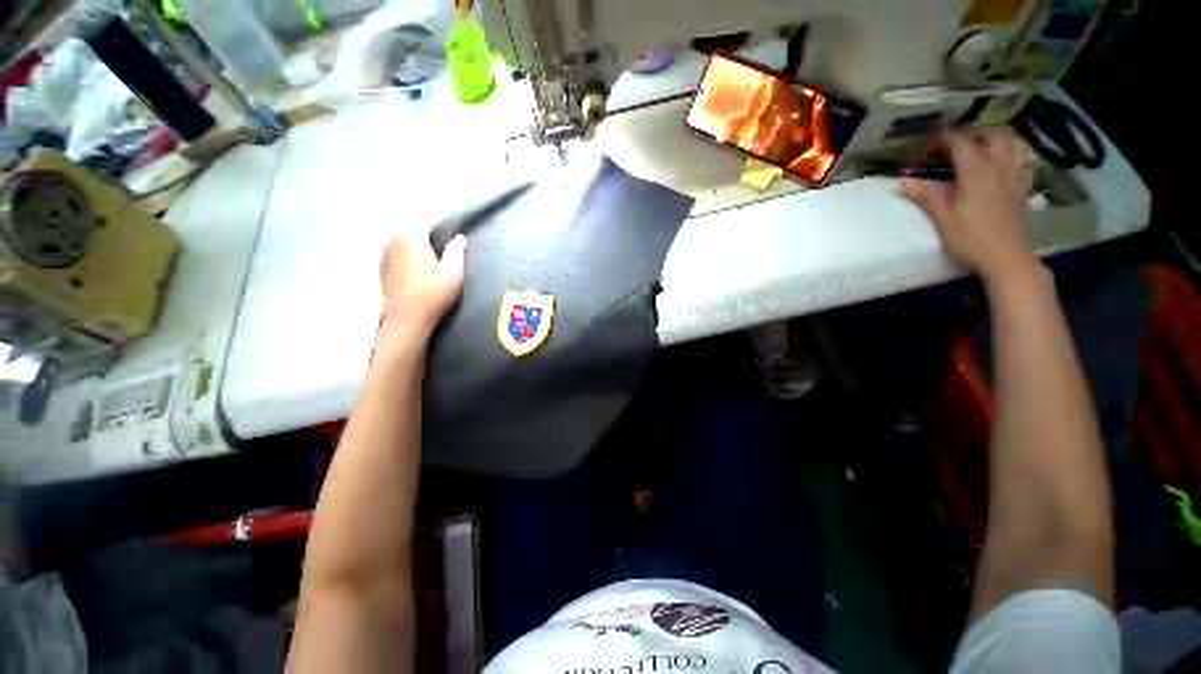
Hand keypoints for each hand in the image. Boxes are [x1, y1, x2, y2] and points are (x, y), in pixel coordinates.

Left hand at [378, 231, 466, 347]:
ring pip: (400, 239)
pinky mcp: (381, 267)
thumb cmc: (433, 294)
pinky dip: (405, 253)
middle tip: (441, 242)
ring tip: (430, 256)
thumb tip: (459, 237)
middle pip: (410, 227)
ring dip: (413, 242)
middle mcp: (393, 240)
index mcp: (411, 237)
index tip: (451, 230)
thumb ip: (456, 252)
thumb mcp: (453, 272)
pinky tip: (416, 267)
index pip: (425, 220)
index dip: (439, 223)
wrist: (407, 319)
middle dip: (424, 231)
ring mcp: (384, 254)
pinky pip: (394, 251)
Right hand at [901, 129, 1035, 281]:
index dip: (941, 138)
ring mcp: (1014, 177)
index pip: (959, 141)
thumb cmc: (971, 240)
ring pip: (1007, 145)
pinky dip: (1007, 158)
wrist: (1007, 259)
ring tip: (975, 154)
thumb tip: (903, 181)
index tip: (925, 145)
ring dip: (990, 143)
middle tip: (950, 148)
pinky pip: (1019, 162)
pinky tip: (999, 169)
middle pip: (988, 137)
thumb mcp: (943, 221)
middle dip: (968, 136)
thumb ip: (926, 197)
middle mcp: (998, 167)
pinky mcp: (1022, 189)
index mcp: (976, 172)